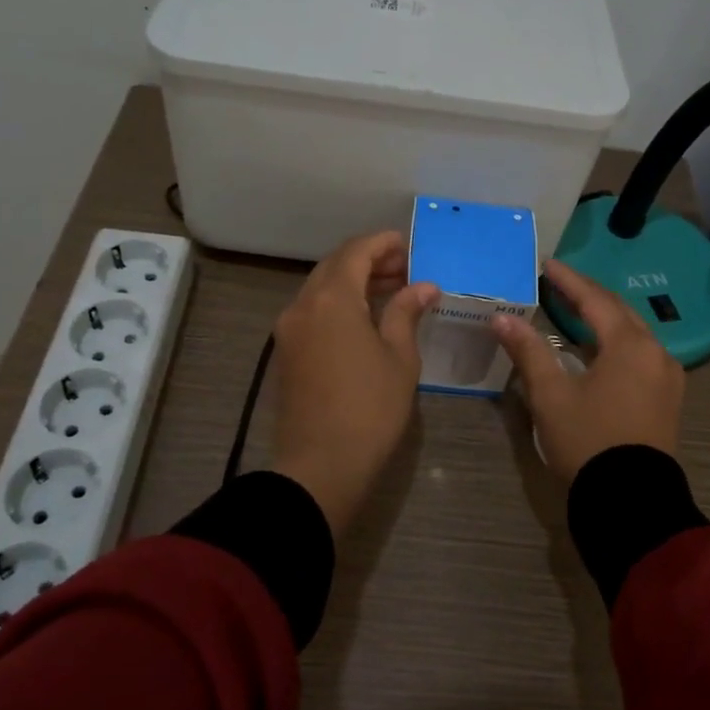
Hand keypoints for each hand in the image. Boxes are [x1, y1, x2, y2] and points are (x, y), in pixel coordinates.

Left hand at [270, 231, 439, 537]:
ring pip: (321, 287)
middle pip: (335, 265)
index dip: (384, 242)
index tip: (410, 245)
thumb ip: (406, 312)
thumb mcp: (398, 357)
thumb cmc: (369, 408)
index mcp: (332, 299)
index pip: (357, 251)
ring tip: (391, 289)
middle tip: (405, 267)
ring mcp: (289, 328)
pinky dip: (338, 302)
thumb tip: (424, 286)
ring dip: (353, 280)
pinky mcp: (286, 351)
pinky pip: (313, 309)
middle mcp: (303, 304)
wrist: (320, 466)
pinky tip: (366, 316)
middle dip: (369, 259)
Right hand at [492, 259, 684, 481]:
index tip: (547, 265)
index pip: (594, 301)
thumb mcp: (551, 396)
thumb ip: (528, 351)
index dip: (568, 281)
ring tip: (575, 311)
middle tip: (559, 284)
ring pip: (632, 333)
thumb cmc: (588, 441)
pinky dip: (617, 342)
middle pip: (618, 312)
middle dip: (588, 295)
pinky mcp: (667, 398)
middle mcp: (655, 353)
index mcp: (629, 345)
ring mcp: (666, 377)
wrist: (631, 501)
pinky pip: (640, 354)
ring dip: (604, 318)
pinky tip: (599, 348)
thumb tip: (501, 318)